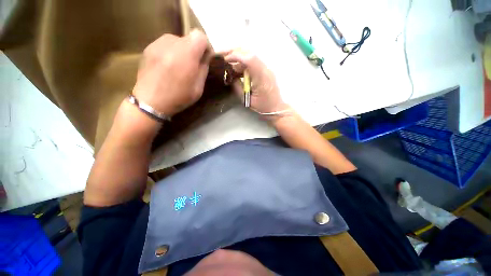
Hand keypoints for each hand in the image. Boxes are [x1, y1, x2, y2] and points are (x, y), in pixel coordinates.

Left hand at [132, 30, 209, 116]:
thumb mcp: (198, 88)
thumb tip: (205, 57)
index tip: (205, 58)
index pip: (200, 36)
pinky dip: (171, 52)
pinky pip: (166, 45)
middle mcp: (171, 43)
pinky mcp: (149, 48)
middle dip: (194, 50)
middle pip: (188, 38)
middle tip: (192, 65)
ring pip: (177, 40)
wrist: (151, 102)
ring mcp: (158, 44)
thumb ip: (203, 69)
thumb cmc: (178, 97)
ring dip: (182, 51)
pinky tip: (168, 66)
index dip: (205, 46)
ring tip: (179, 66)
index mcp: (186, 54)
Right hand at [223, 50, 288, 117]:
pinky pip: (252, 63)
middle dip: (234, 52)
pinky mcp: (265, 70)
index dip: (236, 56)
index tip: (225, 59)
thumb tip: (229, 76)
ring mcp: (266, 69)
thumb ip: (238, 87)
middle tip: (222, 56)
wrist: (276, 107)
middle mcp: (265, 70)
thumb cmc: (263, 107)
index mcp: (261, 78)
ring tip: (227, 64)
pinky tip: (236, 70)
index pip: (249, 59)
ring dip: (238, 58)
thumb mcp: (247, 100)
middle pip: (249, 53)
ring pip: (250, 56)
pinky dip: (243, 64)